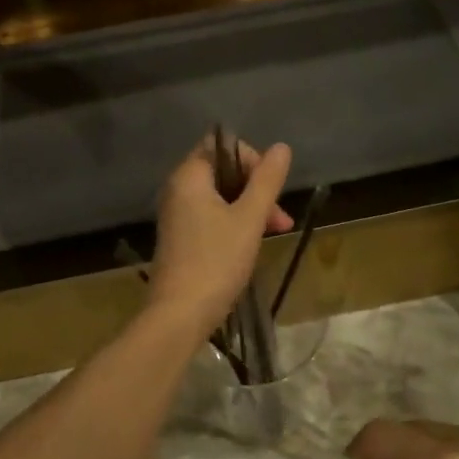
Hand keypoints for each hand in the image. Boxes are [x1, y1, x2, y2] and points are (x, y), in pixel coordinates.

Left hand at [148, 137, 292, 336]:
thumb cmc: (216, 261)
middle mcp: (177, 190)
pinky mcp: (180, 239)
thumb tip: (281, 147)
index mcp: (189, 176)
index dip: (250, 159)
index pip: (220, 145)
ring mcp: (176, 216)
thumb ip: (267, 181)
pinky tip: (252, 245)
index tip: (269, 187)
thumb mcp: (249, 219)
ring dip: (250, 209)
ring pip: (220, 198)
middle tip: (280, 218)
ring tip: (276, 233)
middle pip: (223, 173)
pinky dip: (234, 224)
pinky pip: (211, 218)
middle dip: (256, 189)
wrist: (179, 314)